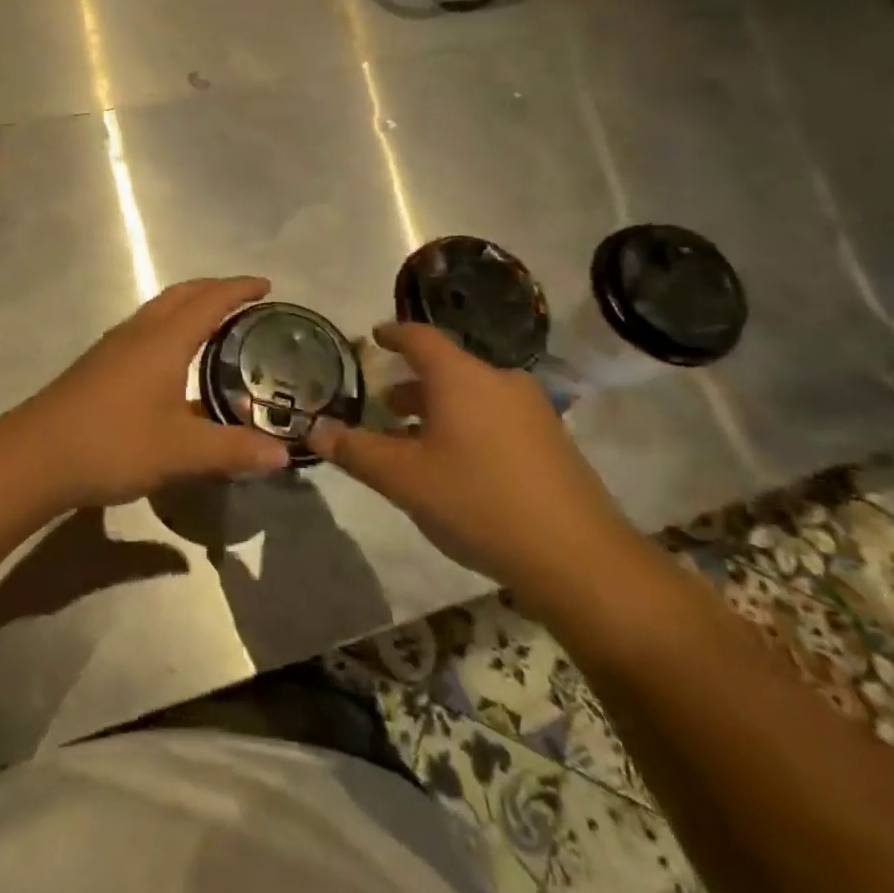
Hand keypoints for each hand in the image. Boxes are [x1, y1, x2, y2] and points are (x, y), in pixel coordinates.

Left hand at [4, 277, 292, 510]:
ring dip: (188, 307)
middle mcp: (139, 332)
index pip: (209, 301)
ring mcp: (114, 347)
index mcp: (163, 340)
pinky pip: (145, 330)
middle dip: (214, 290)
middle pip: (181, 295)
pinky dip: (169, 328)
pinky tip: (172, 362)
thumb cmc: (113, 443)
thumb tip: (282, 454)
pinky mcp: (99, 365)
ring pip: (159, 311)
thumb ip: (232, 449)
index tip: (266, 285)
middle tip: (244, 300)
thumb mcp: (181, 451)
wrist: (36, 455)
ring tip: (214, 325)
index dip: (239, 289)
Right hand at [309, 322, 642, 606]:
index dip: (392, 334)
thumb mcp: (403, 479)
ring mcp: (532, 410)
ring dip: (438, 407)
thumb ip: (355, 450)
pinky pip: (496, 416)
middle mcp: (499, 380)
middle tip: (384, 403)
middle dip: (412, 382)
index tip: (374, 337)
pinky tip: (456, 463)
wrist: (578, 558)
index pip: (419, 337)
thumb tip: (315, 431)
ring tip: (413, 438)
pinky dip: (467, 424)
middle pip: (447, 367)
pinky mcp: (552, 441)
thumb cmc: (478, 501)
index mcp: (461, 376)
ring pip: (472, 393)